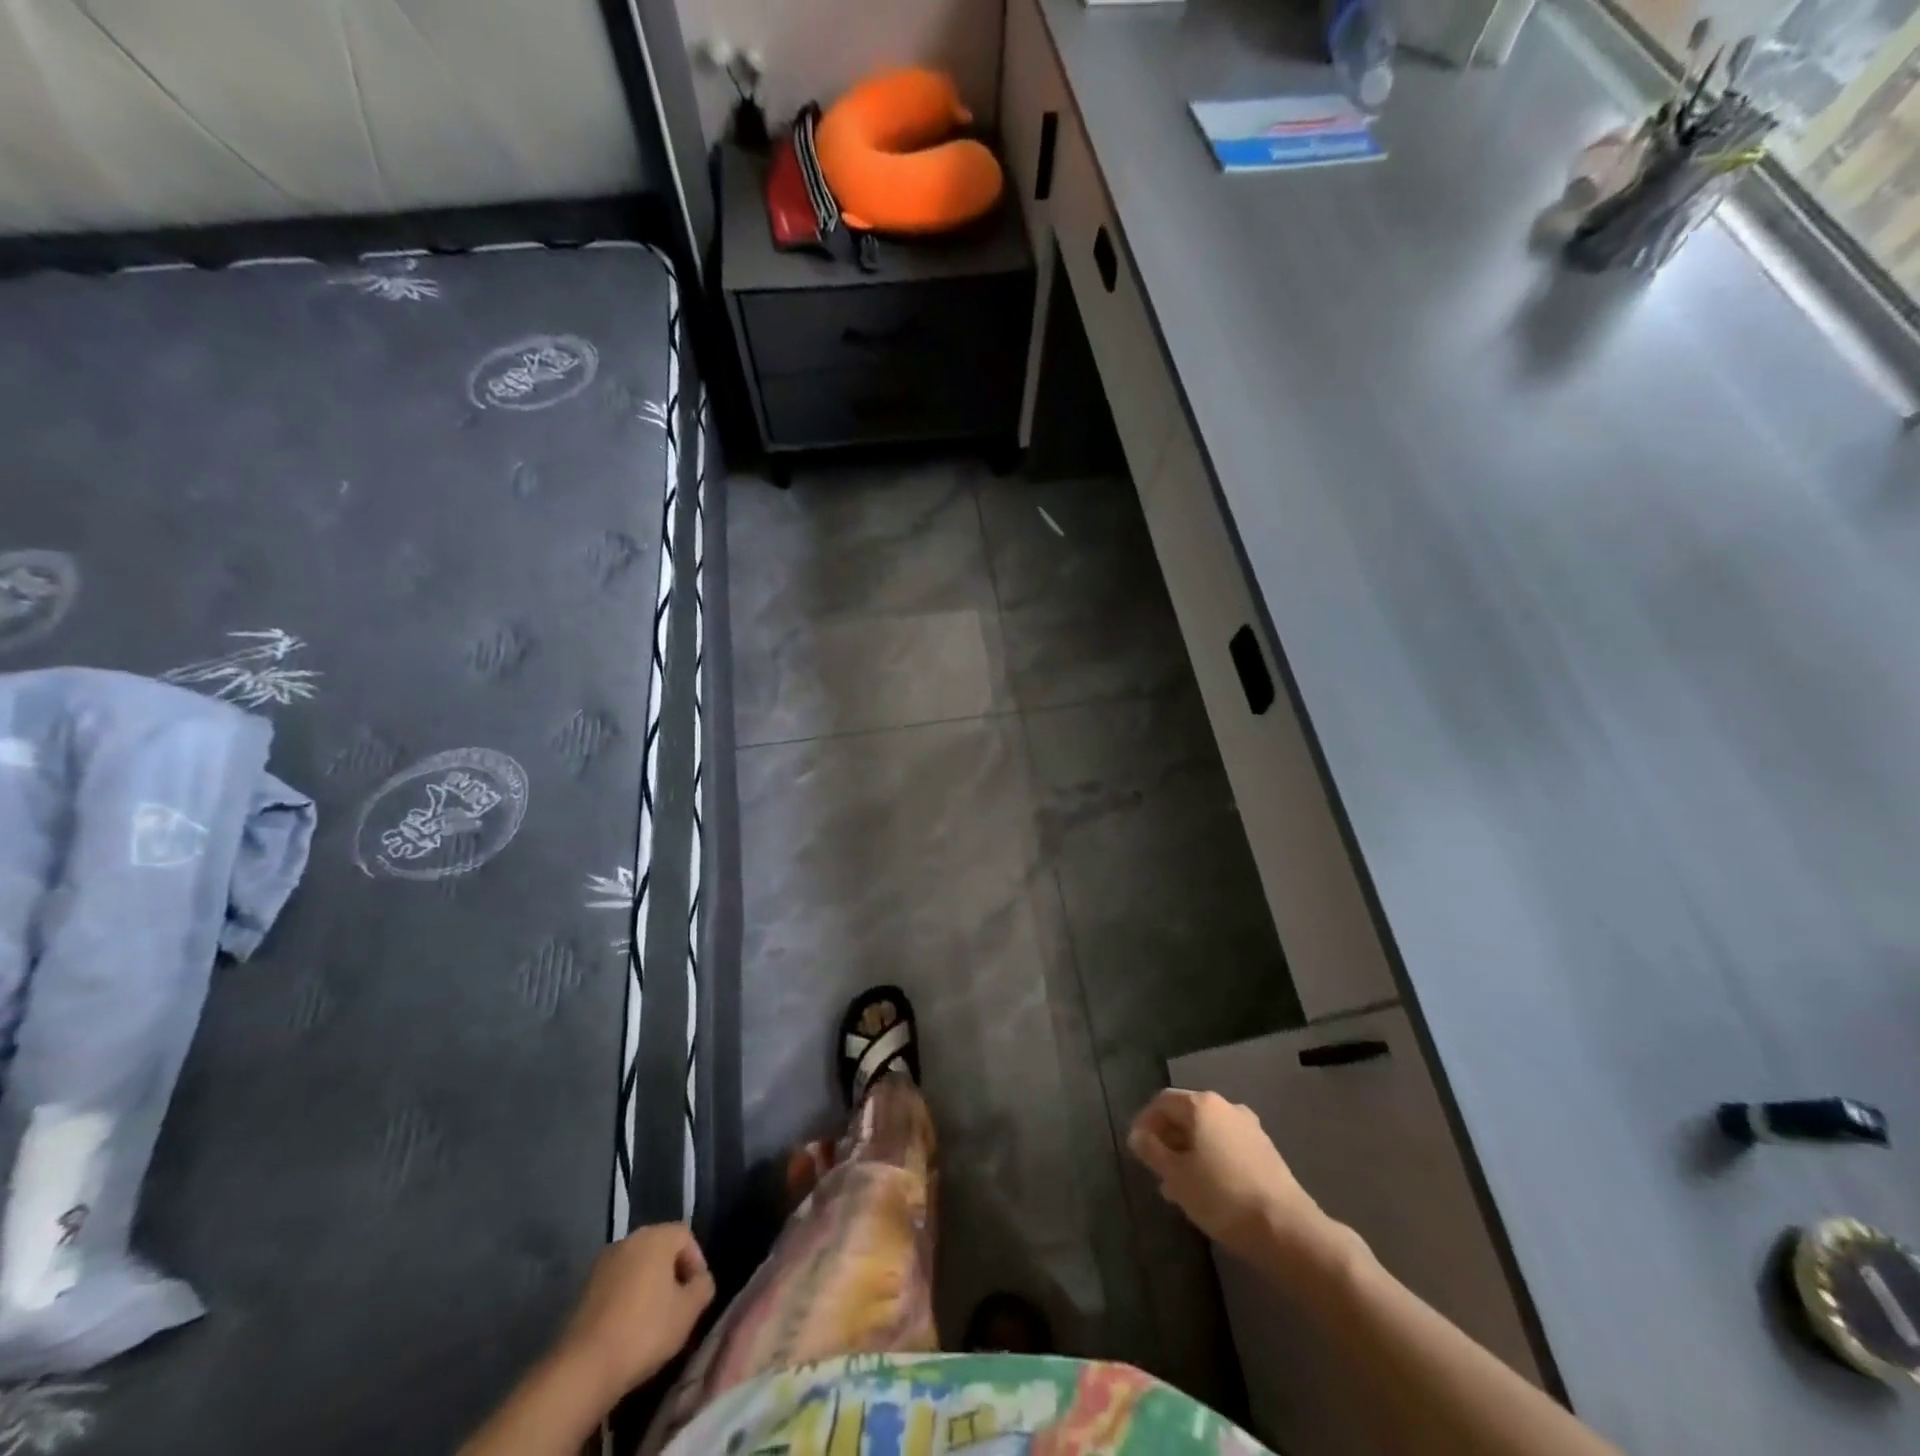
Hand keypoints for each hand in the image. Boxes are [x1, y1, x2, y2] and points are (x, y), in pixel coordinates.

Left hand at [556, 1223, 714, 1401]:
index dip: (697, 1263)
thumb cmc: (644, 1331)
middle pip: (660, 1250)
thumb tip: (700, 1282)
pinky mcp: (584, 1291)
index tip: (697, 1295)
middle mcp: (628, 1241)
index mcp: (655, 1237)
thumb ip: (703, 1287)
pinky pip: (617, 1286)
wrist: (583, 1368)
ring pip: (637, 1269)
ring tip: (654, 1322)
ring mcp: (602, 1265)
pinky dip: (627, 1300)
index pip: (686, 1237)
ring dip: (649, 1288)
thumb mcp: (689, 1311)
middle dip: (673, 1275)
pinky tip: (629, 1330)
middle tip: (679, 1307)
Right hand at [1128, 1088, 1335, 1267]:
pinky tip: (1206, 1191)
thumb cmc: (1221, 1195)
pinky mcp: (1265, 1152)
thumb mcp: (1176, 1175)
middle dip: (1167, 1140)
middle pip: (1186, 1115)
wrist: (1285, 1228)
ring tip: (1177, 1187)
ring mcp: (1249, 1128)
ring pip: (1207, 1134)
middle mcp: (1226, 1107)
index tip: (1136, 1151)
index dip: (1144, 1122)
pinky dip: (1210, 1161)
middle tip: (1155, 1170)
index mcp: (1202, 1105)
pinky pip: (1226, 1147)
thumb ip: (1152, 1151)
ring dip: (1188, 1153)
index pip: (1162, 1102)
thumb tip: (1138, 1136)